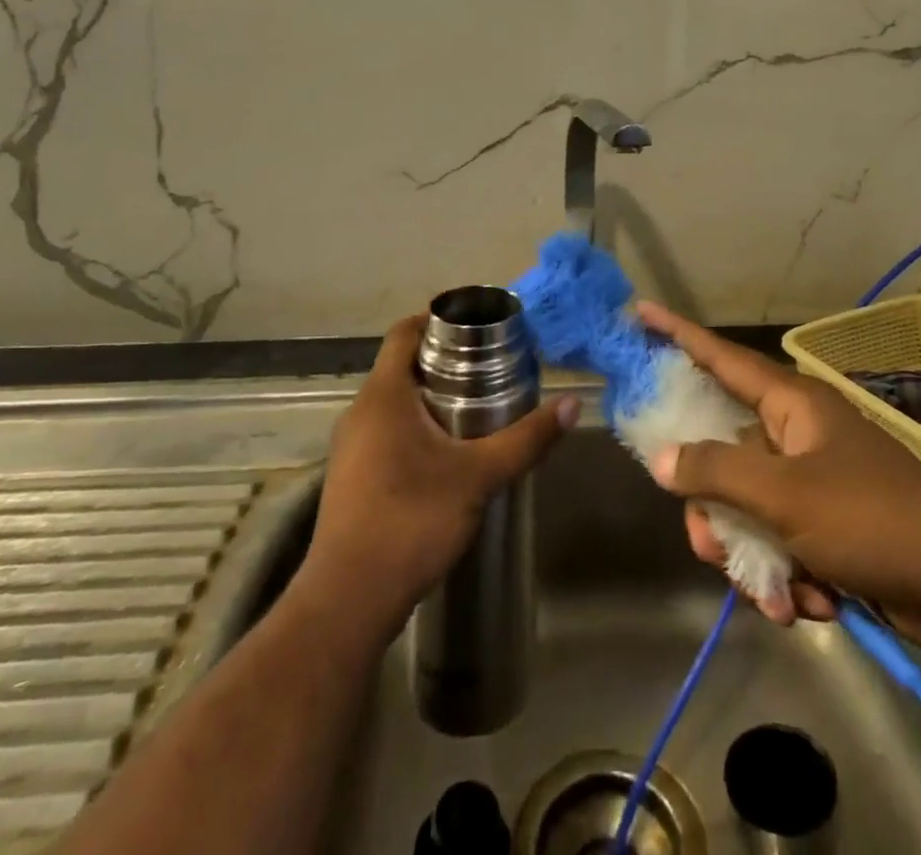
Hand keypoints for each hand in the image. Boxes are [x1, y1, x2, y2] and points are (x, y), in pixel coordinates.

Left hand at [303, 315, 580, 637]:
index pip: (404, 332)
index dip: (438, 319)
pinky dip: (416, 426)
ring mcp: (351, 447)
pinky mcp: (352, 477)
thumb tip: (571, 404)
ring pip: (394, 401)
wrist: (349, 601)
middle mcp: (360, 412)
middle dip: (445, 360)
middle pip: (402, 365)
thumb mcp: (479, 476)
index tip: (478, 327)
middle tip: (491, 367)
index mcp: (383, 395)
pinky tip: (448, 453)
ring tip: (478, 407)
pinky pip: (386, 431)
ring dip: (431, 396)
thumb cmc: (412, 520)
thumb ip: (526, 439)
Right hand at [639, 302, 920, 657]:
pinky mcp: (828, 524)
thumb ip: (716, 472)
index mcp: (791, 404)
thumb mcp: (784, 496)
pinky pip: (779, 541)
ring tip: (779, 596)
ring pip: (747, 508)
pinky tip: (812, 604)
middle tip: (712, 548)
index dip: (677, 334)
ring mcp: (814, 480)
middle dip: (715, 512)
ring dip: (753, 558)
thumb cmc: (871, 520)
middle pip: (724, 456)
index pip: (720, 357)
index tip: (639, 311)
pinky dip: (785, 576)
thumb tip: (661, 458)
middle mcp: (797, 433)